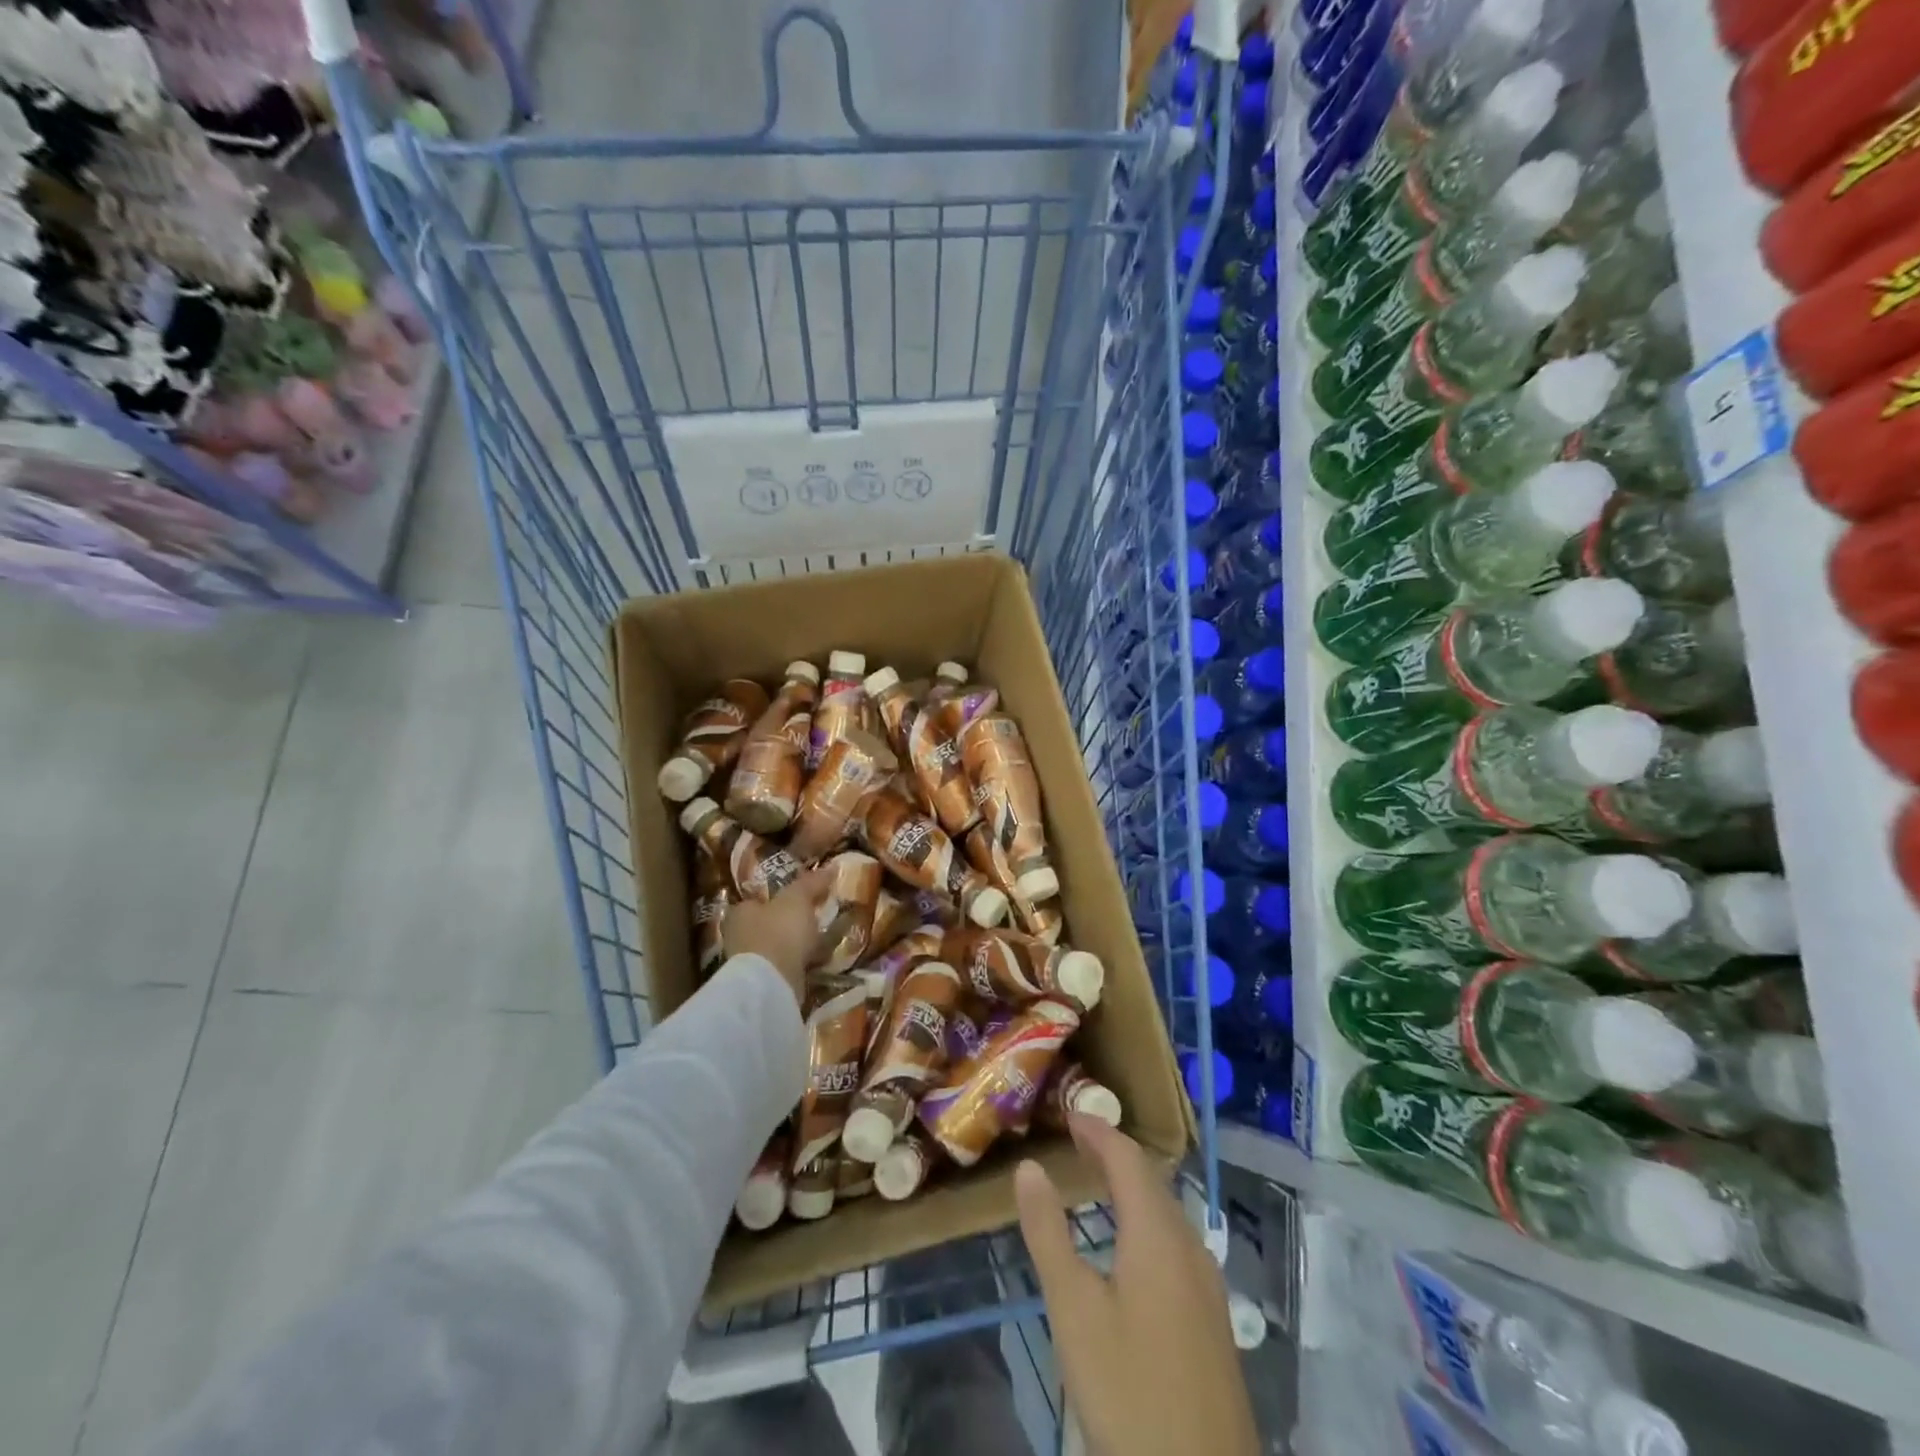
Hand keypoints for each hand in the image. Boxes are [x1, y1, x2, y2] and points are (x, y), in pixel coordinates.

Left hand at [722, 868, 834, 1002]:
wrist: (772, 984)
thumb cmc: (779, 932)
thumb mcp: (798, 899)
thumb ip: (811, 883)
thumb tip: (830, 867)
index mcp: (741, 911)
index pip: (759, 898)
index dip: (779, 896)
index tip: (802, 897)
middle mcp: (739, 935)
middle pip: (767, 923)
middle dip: (787, 921)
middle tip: (813, 917)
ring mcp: (749, 963)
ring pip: (776, 946)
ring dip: (794, 944)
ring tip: (820, 939)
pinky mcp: (762, 983)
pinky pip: (784, 966)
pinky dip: (798, 963)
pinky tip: (816, 961)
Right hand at [1015, 1115, 1259, 1455]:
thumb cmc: (1129, 1390)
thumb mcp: (1073, 1310)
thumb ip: (1048, 1233)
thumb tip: (1029, 1167)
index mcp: (1157, 1234)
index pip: (1128, 1158)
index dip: (1098, 1131)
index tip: (1069, 1113)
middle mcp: (1189, 1246)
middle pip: (1151, 1181)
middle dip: (1114, 1154)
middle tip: (1077, 1141)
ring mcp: (1207, 1284)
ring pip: (1167, 1212)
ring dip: (1132, 1187)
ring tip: (1097, 1182)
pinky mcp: (1211, 1318)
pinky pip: (1176, 1241)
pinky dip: (1146, 1219)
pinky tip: (1130, 1246)